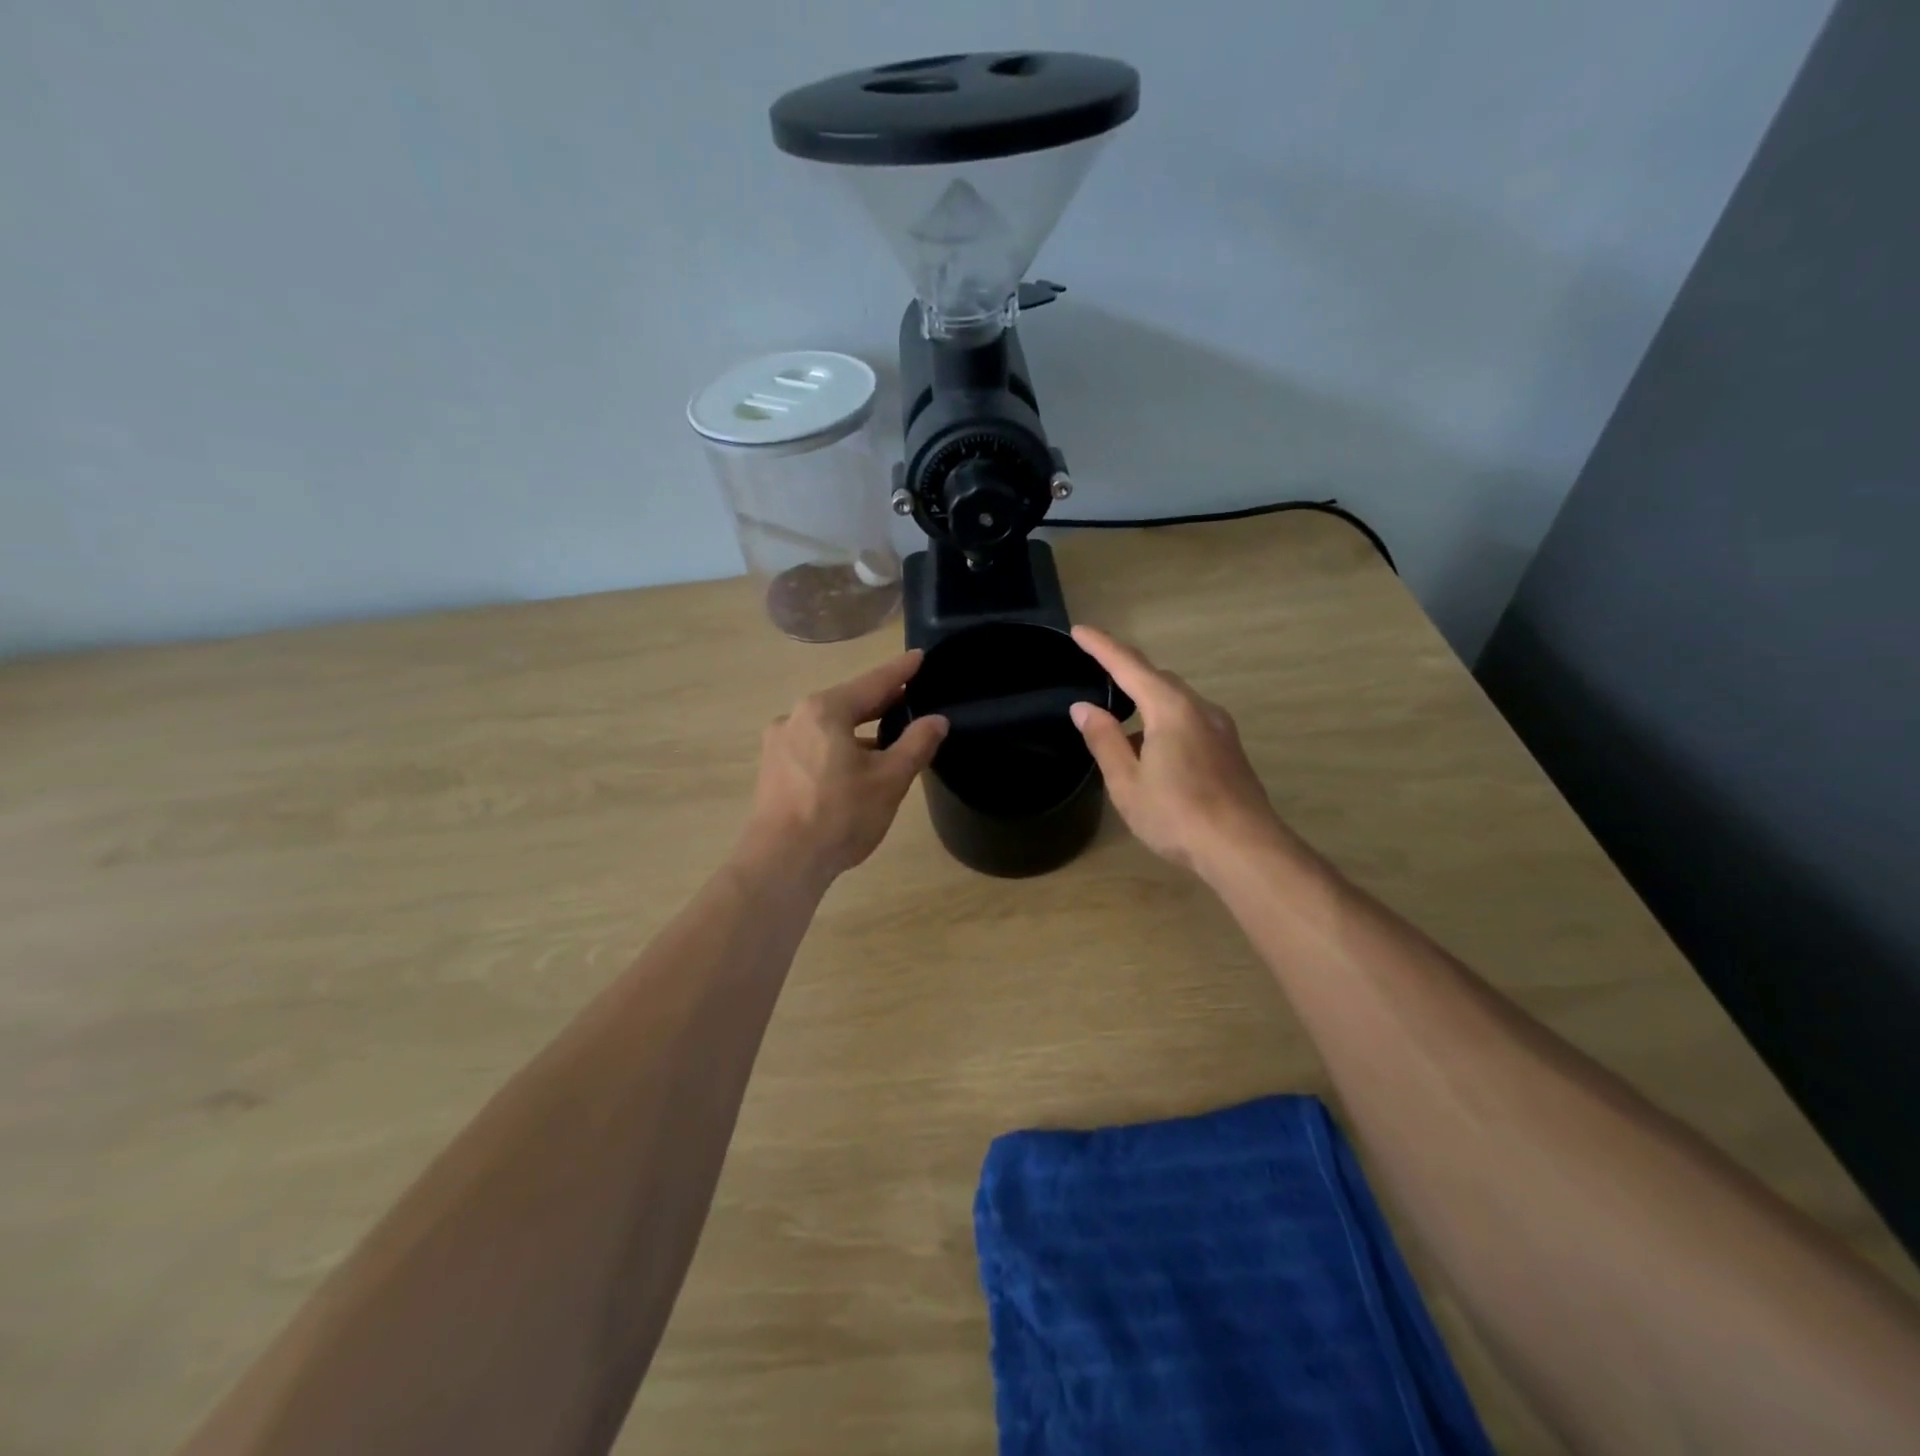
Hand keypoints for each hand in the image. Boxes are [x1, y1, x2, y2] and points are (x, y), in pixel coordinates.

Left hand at [741, 651, 947, 883]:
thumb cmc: (840, 815)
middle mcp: (796, 718)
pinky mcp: (773, 770)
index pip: (873, 683)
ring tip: (887, 738)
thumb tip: (937, 720)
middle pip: (847, 703)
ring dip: (858, 730)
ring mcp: (779, 745)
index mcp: (825, 710)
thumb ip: (916, 745)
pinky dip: (838, 748)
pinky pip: (814, 747)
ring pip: (829, 728)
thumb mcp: (889, 779)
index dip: (900, 671)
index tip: (919, 657)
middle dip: (879, 702)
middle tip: (909, 697)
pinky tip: (854, 767)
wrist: (781, 862)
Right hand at [1069, 626, 1293, 878]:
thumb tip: (1084, 708)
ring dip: (1145, 702)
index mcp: (1170, 709)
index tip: (1079, 631)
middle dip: (1125, 672)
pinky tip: (1153, 753)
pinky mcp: (1229, 749)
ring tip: (1119, 727)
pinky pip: (1189, 720)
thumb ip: (1104, 740)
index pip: (1128, 665)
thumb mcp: (1127, 782)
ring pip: (1175, 700)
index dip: (1101, 646)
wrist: (1244, 848)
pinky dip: (1164, 722)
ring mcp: (1220, 728)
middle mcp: (1199, 708)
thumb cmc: (1177, 815)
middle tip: (1096, 673)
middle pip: (1157, 678)